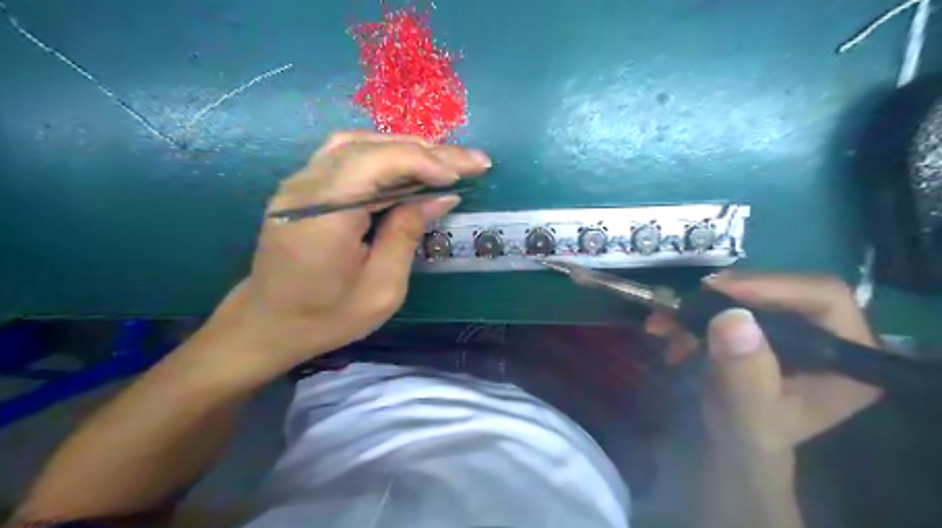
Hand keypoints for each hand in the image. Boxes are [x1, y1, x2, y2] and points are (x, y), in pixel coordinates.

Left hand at [198, 130, 493, 381]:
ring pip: (359, 143)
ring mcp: (300, 182)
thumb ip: (407, 234)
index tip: (462, 175)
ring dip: (407, 148)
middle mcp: (306, 188)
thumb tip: (440, 197)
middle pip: (372, 147)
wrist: (269, 324)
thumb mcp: (382, 288)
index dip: (424, 161)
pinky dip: (384, 153)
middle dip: (428, 151)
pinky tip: (407, 164)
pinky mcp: (303, 186)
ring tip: (445, 160)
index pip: (376, 163)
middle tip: (472, 160)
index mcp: (323, 217)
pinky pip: (347, 154)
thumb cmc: (328, 317)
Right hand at [648, 277, 884, 453]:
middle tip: (684, 305)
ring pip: (749, 294)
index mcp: (847, 357)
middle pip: (781, 289)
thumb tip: (733, 316)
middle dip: (725, 296)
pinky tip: (667, 329)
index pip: (823, 297)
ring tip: (665, 324)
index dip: (772, 286)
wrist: (729, 446)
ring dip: (700, 305)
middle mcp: (827, 335)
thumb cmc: (748, 439)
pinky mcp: (761, 326)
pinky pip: (727, 304)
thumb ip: (745, 373)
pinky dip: (693, 313)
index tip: (718, 290)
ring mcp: (792, 328)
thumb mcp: (747, 413)